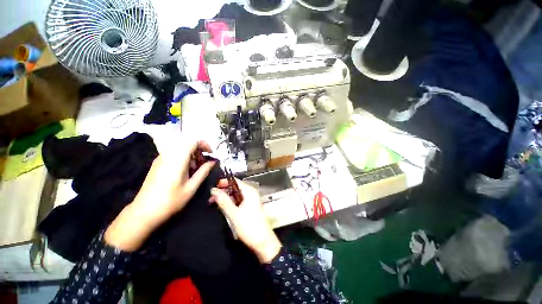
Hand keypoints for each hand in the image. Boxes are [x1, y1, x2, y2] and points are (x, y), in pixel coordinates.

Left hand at [105, 140, 215, 251]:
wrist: (144, 211)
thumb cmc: (171, 200)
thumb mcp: (192, 187)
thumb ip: (203, 171)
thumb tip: (213, 161)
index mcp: (177, 159)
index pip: (193, 141)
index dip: (204, 144)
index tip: (211, 153)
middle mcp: (168, 155)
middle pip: (187, 143)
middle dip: (198, 150)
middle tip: (204, 162)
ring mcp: (161, 158)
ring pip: (180, 148)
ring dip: (191, 154)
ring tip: (195, 168)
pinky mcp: (157, 163)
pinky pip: (173, 153)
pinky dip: (183, 157)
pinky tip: (184, 170)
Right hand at [210, 180, 281, 262]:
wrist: (263, 241)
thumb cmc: (249, 226)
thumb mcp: (234, 213)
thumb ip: (223, 201)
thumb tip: (213, 190)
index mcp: (249, 191)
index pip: (236, 181)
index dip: (224, 182)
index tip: (213, 186)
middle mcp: (252, 193)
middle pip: (236, 188)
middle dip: (224, 191)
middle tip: (211, 198)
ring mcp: (252, 200)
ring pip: (237, 195)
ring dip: (226, 198)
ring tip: (215, 203)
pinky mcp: (251, 207)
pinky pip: (239, 201)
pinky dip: (231, 203)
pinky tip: (224, 208)